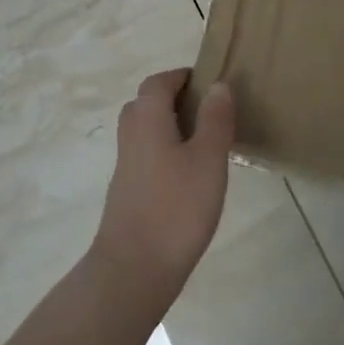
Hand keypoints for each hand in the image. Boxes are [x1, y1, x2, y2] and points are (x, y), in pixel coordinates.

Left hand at [91, 68, 235, 312]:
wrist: (134, 268)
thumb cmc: (177, 207)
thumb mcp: (208, 159)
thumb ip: (214, 119)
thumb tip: (217, 85)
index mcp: (147, 120)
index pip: (158, 82)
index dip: (181, 76)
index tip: (209, 81)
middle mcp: (131, 136)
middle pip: (146, 104)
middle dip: (175, 99)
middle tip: (209, 108)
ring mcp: (126, 166)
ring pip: (146, 131)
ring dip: (171, 126)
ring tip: (206, 140)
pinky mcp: (129, 191)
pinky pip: (147, 155)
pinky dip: (167, 150)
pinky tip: (191, 174)